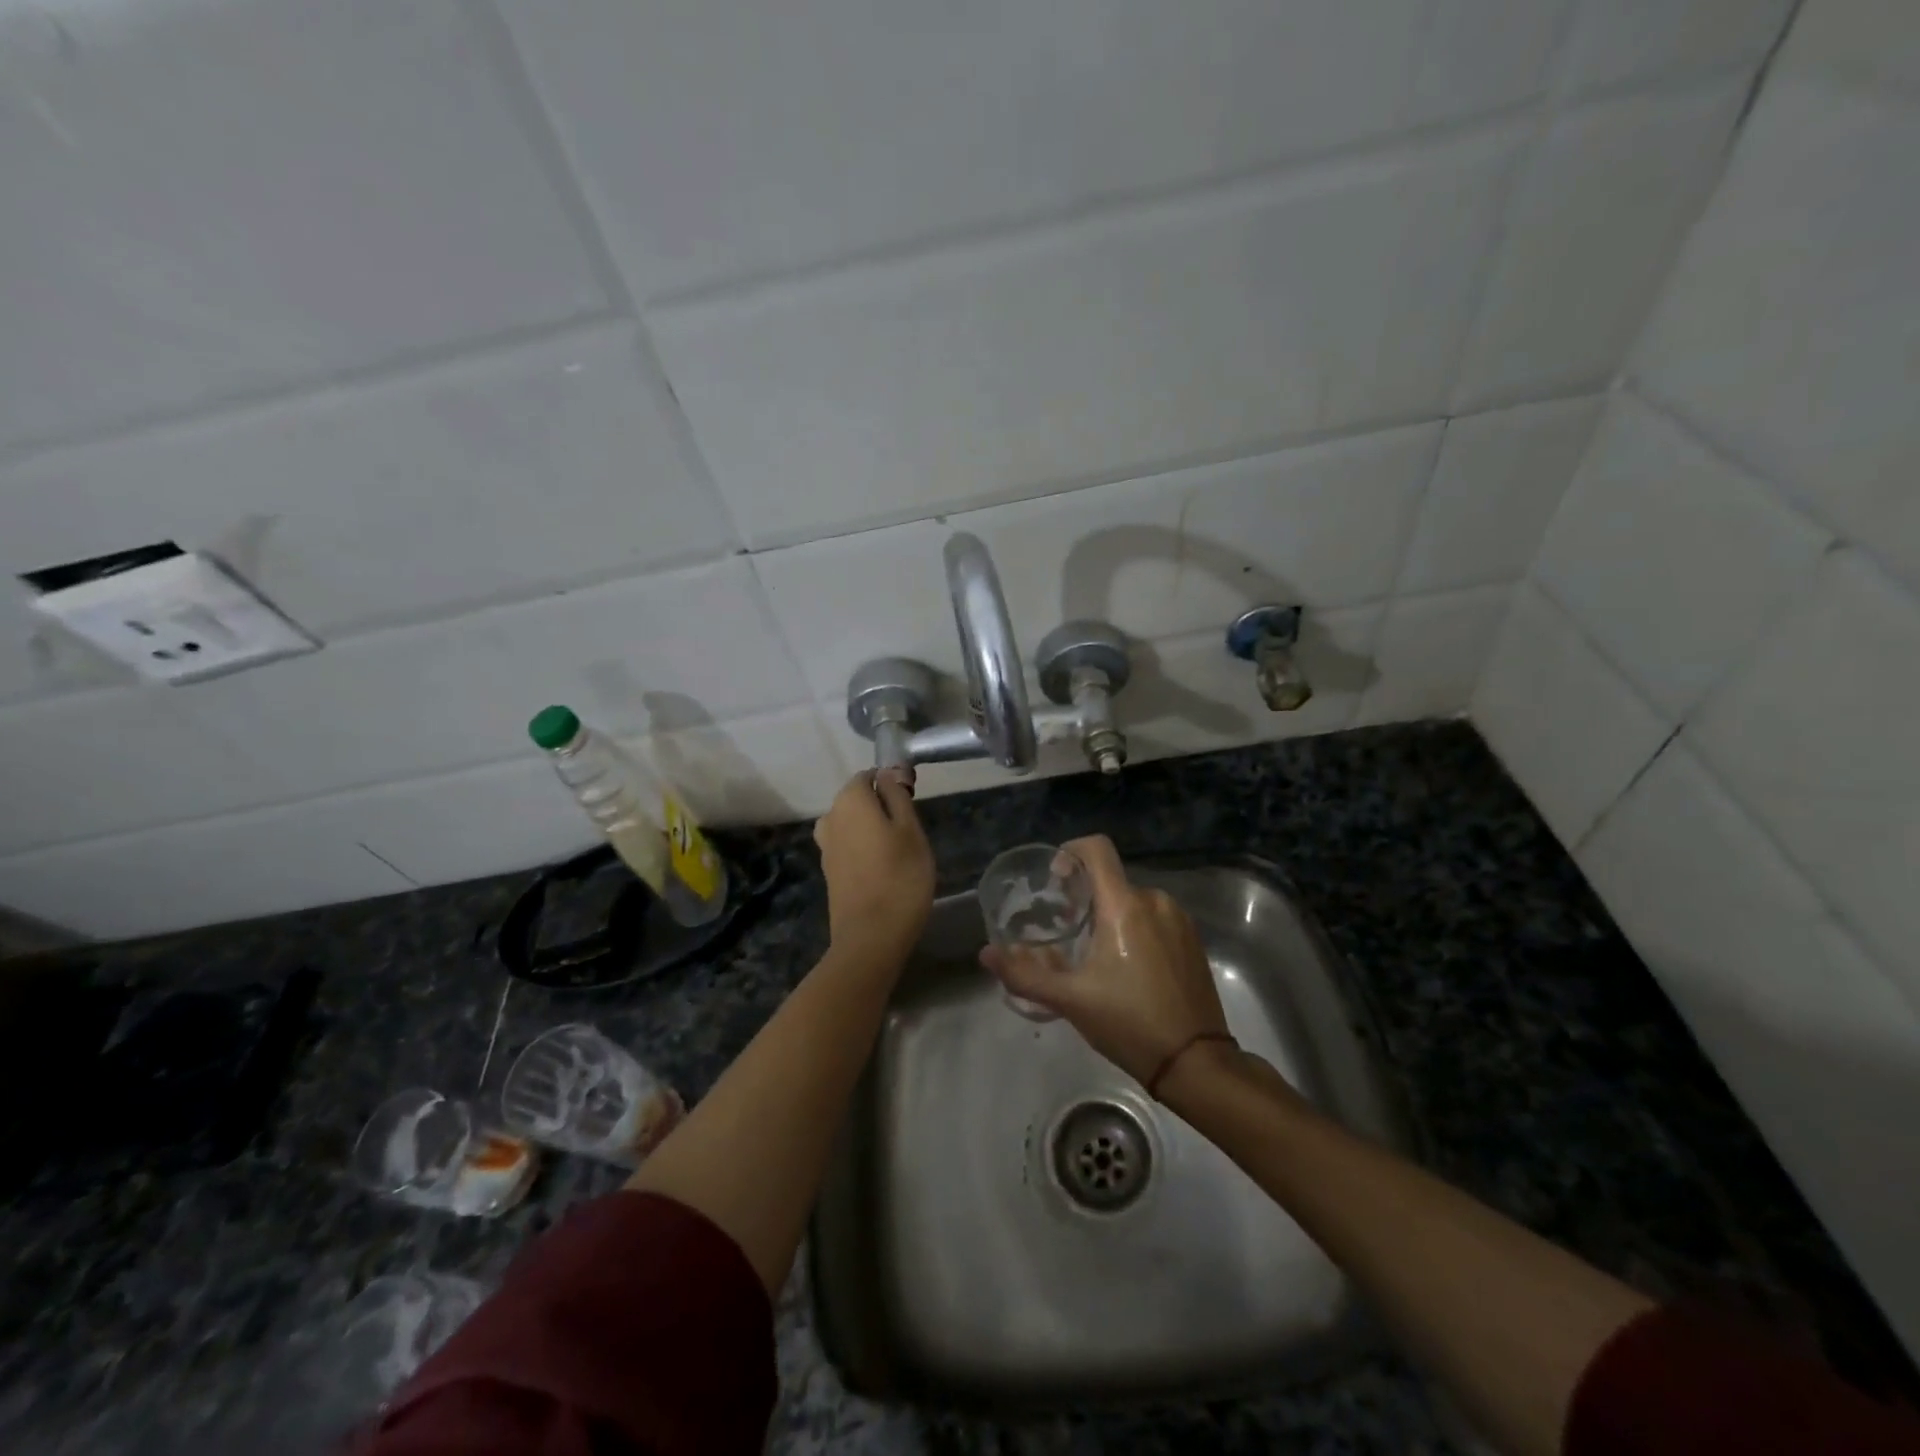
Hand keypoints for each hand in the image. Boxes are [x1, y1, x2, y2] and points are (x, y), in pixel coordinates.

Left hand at [813, 770, 933, 960]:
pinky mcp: (828, 871)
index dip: (892, 784)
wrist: (871, 937)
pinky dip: (865, 850)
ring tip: (900, 852)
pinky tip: (884, 870)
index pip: (869, 776)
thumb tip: (887, 772)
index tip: (913, 805)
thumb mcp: (910, 829)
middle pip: (859, 800)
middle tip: (911, 833)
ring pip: (854, 824)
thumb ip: (897, 795)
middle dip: (882, 808)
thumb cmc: (900, 877)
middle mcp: (831, 816)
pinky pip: (849, 846)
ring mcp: (826, 846)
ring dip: (873, 830)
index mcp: (850, 800)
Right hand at [980, 835, 1227, 1084]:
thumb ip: (1024, 974)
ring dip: (1109, 914)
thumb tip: (985, 954)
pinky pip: (1154, 918)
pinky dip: (1134, 928)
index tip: (1055, 880)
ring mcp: (1178, 919)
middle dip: (1084, 897)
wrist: (1195, 1062)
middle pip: (1110, 879)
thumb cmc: (1128, 1022)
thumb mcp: (1070, 1000)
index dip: (1070, 851)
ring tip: (1093, 952)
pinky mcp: (1192, 940)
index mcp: (1124, 906)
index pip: (1096, 849)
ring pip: (1132, 900)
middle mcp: (1154, 901)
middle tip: (1065, 929)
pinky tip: (1125, 966)